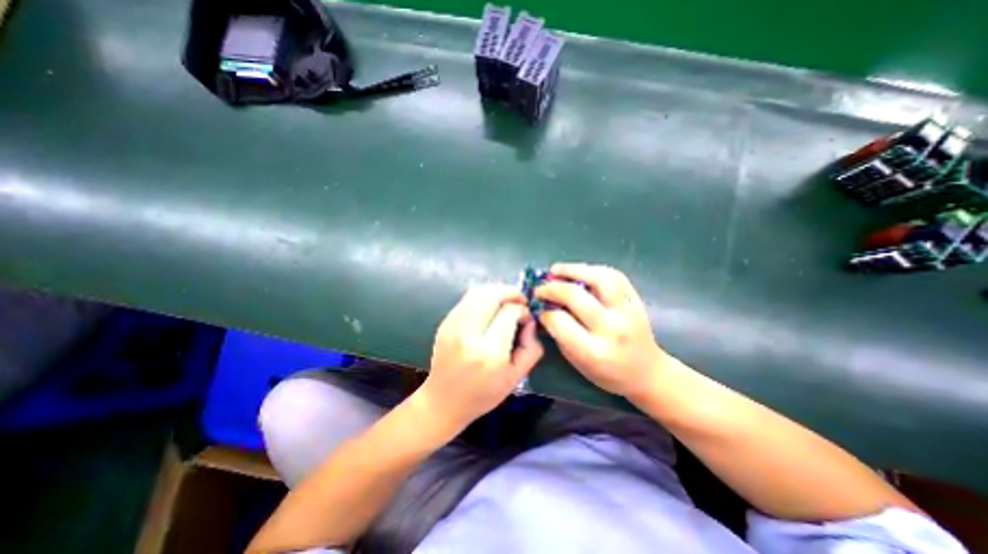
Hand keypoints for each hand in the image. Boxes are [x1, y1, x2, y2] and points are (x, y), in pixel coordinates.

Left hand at [415, 285, 539, 432]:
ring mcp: (453, 325)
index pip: (509, 313)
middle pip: (491, 295)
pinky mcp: (445, 322)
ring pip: (477, 292)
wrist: (443, 401)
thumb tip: (529, 321)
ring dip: (496, 291)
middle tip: (520, 300)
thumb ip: (530, 348)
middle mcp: (468, 334)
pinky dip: (483, 296)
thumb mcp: (515, 378)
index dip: (522, 309)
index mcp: (488, 352)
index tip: (527, 316)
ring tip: (506, 300)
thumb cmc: (482, 394)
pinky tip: (490, 307)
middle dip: (510, 292)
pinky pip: (467, 299)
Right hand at [538, 265, 666, 396]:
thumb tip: (544, 308)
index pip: (559, 320)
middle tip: (540, 287)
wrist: (647, 372)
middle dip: (551, 288)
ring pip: (598, 278)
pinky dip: (592, 269)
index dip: (544, 310)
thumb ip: (559, 334)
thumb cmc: (607, 373)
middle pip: (575, 295)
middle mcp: (611, 328)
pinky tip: (580, 271)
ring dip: (573, 270)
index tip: (538, 306)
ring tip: (556, 270)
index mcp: (594, 351)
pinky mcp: (636, 300)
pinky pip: (614, 276)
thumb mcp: (577, 361)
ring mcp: (627, 311)